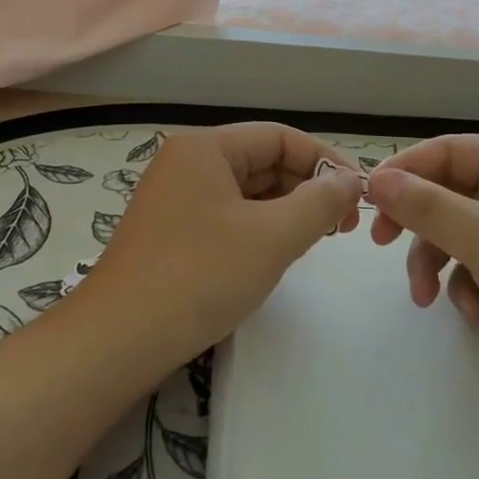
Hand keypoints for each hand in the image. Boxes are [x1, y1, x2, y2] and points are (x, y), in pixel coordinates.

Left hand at [78, 123, 364, 358]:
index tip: (359, 194)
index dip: (325, 161)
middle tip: (343, 225)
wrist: (119, 341)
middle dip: (307, 189)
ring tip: (317, 240)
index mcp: (205, 147)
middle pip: (263, 161)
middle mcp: (187, 163)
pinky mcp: (172, 233)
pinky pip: (228, 216)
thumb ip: (320, 203)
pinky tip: (278, 254)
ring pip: (247, 192)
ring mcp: (175, 199)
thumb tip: (351, 181)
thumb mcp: (273, 237)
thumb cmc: (200, 276)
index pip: (280, 137)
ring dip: (286, 211)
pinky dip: (260, 229)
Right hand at [367, 135, 478, 390]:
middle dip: (419, 225)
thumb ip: (428, 208)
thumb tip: (376, 179)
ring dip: (438, 260)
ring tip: (426, 297)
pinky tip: (472, 310)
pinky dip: (468, 281)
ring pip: (460, 229)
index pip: (446, 151)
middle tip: (384, 245)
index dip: (403, 173)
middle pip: (450, 192)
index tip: (367, 203)